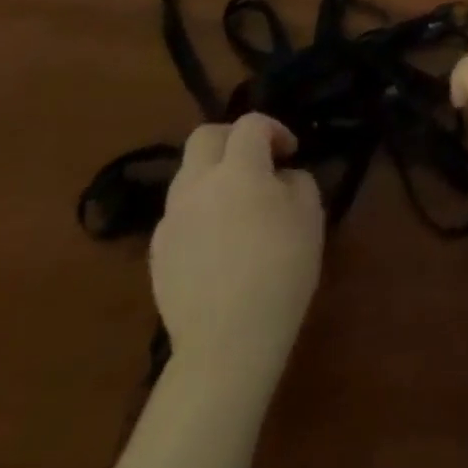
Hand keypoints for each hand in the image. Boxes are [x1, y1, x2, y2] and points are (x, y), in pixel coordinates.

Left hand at [150, 113, 323, 390]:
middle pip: (204, 136)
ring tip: (238, 202)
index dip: (274, 129)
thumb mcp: (310, 214)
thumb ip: (297, 181)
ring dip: (213, 174)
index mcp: (238, 169)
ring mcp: (171, 220)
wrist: (227, 342)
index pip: (250, 124)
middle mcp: (197, 185)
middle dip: (232, 139)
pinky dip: (199, 210)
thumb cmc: (280, 269)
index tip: (291, 152)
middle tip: (258, 161)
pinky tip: (218, 240)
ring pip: (187, 175)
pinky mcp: (157, 253)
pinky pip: (179, 213)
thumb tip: (280, 178)